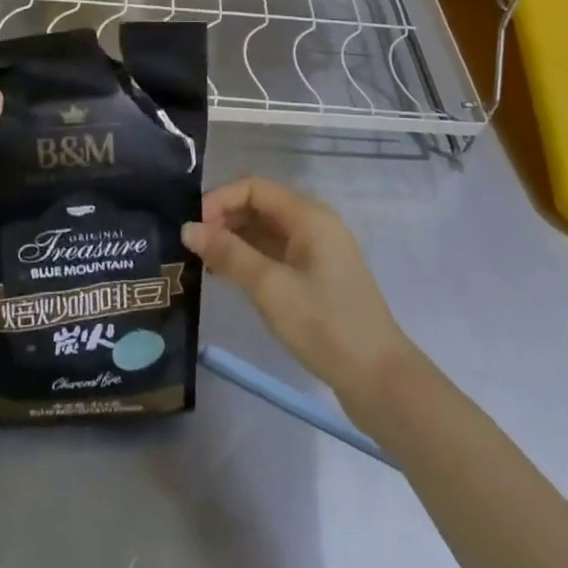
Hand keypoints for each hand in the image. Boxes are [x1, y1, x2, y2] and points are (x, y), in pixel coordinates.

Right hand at [184, 176, 410, 408]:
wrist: (380, 380)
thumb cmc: (325, 324)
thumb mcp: (270, 287)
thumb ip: (228, 254)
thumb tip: (187, 228)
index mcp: (309, 216)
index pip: (254, 188)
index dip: (220, 200)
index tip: (193, 228)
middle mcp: (314, 224)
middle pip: (260, 205)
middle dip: (224, 218)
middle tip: (194, 247)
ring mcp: (316, 251)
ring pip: (265, 230)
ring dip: (234, 239)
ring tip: (204, 263)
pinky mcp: (316, 277)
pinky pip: (275, 252)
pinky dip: (250, 258)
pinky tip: (228, 277)